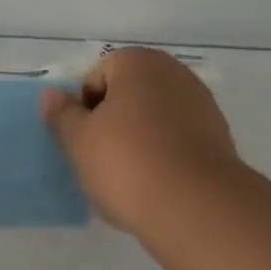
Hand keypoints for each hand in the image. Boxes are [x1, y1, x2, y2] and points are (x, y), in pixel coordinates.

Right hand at [43, 47, 242, 237]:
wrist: (195, 206)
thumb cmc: (127, 164)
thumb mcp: (79, 141)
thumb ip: (62, 114)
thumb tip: (51, 94)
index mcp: (138, 62)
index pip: (97, 76)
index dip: (83, 108)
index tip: (82, 141)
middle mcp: (174, 73)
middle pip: (128, 93)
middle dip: (112, 121)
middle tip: (99, 159)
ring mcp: (201, 103)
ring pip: (155, 117)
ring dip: (139, 138)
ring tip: (128, 177)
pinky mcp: (219, 136)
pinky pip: (178, 138)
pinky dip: (164, 153)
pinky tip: (156, 183)